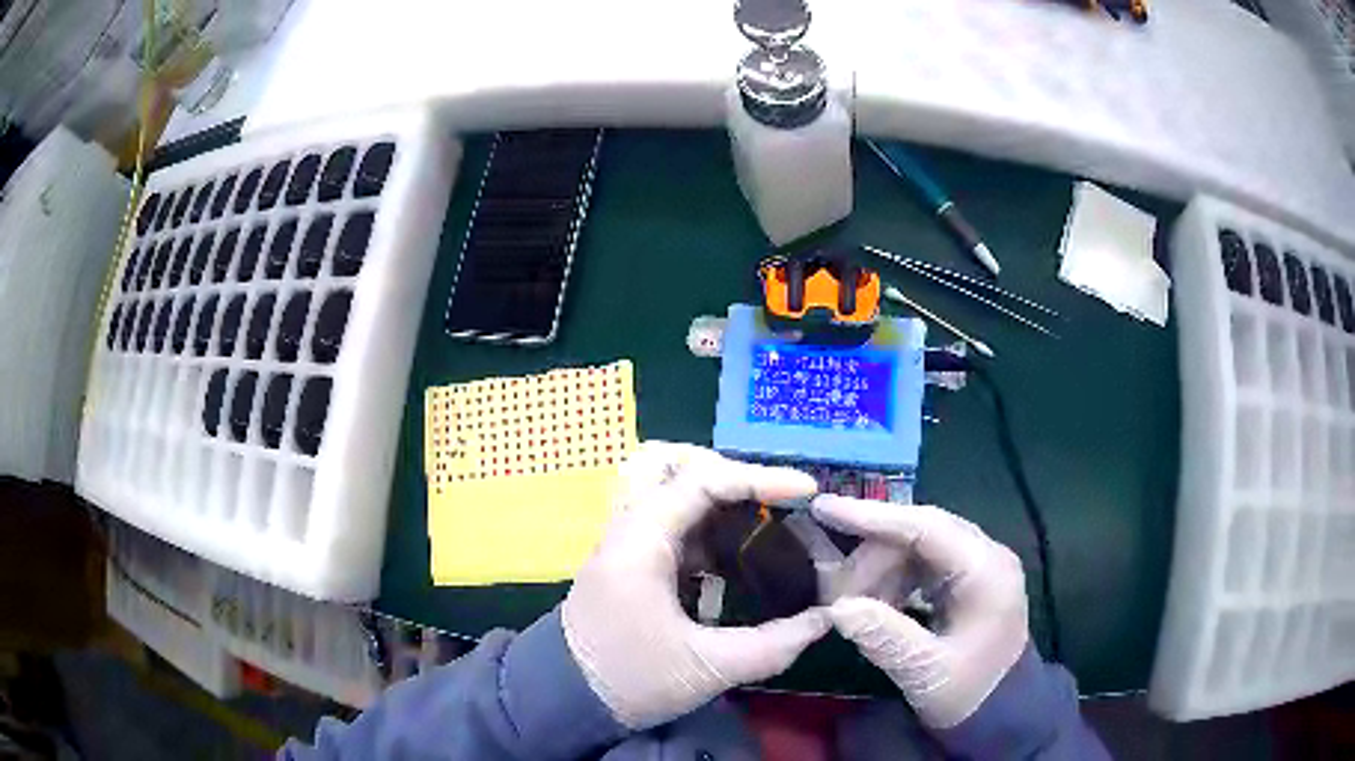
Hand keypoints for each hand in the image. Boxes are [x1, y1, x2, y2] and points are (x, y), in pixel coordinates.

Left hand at [562, 442, 830, 729]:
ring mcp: (623, 543)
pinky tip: (730, 555)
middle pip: (664, 461)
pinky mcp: (626, 562)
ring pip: (658, 485)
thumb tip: (825, 620)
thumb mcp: (706, 668)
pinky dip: (699, 521)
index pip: (702, 481)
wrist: (565, 700)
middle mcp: (627, 528)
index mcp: (641, 542)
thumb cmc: (629, 680)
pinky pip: (663, 518)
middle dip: (720, 468)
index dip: (760, 478)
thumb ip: (771, 645)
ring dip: (707, 492)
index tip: (806, 490)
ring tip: (752, 520)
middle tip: (763, 498)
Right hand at [812, 495, 1028, 728]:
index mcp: (986, 572)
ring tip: (855, 604)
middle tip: (836, 590)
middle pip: (920, 531)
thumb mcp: (925, 672)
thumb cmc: (968, 694)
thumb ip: (885, 637)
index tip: (825, 508)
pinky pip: (925, 562)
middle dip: (873, 554)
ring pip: (919, 545)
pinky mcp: (971, 577)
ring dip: (882, 568)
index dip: (872, 516)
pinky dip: (896, 578)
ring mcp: (981, 564)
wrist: (1001, 711)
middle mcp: (987, 556)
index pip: (926, 527)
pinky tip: (879, 605)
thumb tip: (838, 607)